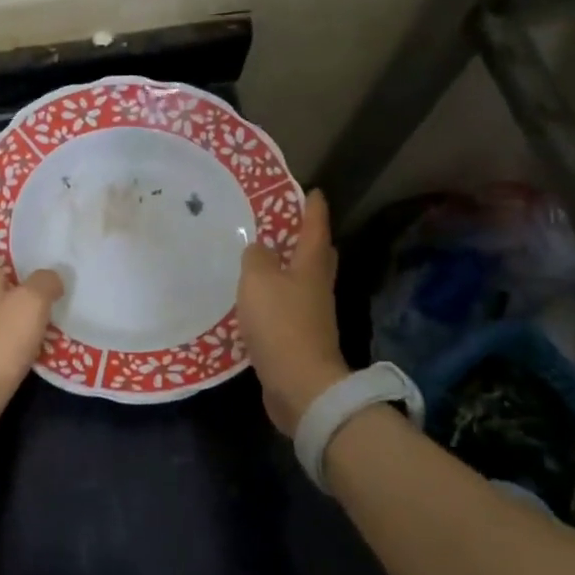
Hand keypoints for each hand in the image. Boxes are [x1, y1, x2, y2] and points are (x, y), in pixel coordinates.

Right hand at [238, 190, 349, 434]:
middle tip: (290, 224)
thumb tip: (259, 248)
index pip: (316, 228)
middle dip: (308, 238)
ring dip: (289, 268)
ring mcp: (312, 315)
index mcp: (311, 266)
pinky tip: (258, 300)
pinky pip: (289, 307)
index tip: (311, 190)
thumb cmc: (281, 323)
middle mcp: (317, 287)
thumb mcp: (259, 280)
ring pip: (303, 281)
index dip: (313, 208)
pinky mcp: (300, 338)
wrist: (300, 383)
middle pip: (318, 255)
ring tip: (265, 258)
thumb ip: (256, 258)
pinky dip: (277, 297)